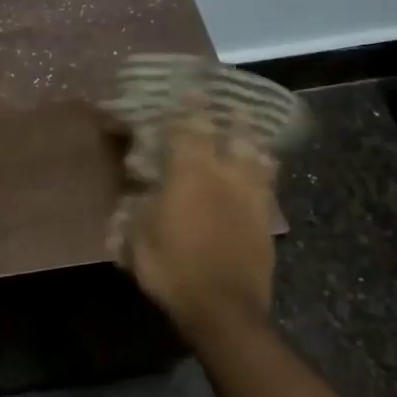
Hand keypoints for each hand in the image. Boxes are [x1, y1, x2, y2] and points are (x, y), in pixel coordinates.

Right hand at [123, 120, 277, 346]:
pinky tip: (259, 171)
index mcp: (189, 175)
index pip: (188, 128)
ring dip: (251, 140)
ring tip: (248, 131)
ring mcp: (251, 198)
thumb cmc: (171, 269)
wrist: (223, 310)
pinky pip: (267, 186)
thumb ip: (134, 212)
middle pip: (232, 135)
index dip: (187, 105)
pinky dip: (262, 171)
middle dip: (227, 115)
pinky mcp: (266, 222)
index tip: (188, 86)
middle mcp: (224, 177)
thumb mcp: (136, 240)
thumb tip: (130, 196)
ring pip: (258, 157)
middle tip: (226, 101)